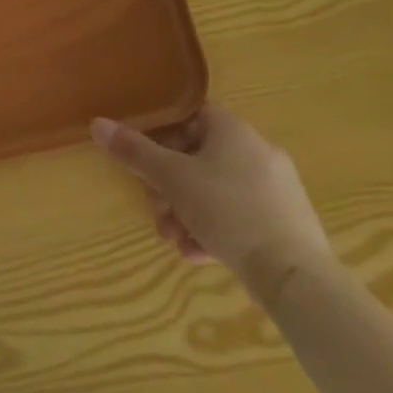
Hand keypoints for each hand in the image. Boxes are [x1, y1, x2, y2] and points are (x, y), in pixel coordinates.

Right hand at [91, 103, 332, 302]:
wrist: (295, 276)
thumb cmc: (228, 211)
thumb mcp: (171, 179)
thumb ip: (134, 151)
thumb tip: (97, 123)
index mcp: (234, 131)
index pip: (191, 116)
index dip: (163, 134)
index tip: (146, 160)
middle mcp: (259, 152)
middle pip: (200, 158)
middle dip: (170, 185)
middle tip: (155, 208)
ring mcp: (277, 189)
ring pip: (217, 191)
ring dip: (188, 211)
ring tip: (175, 239)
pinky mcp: (287, 224)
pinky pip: (240, 216)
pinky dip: (215, 229)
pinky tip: (199, 253)